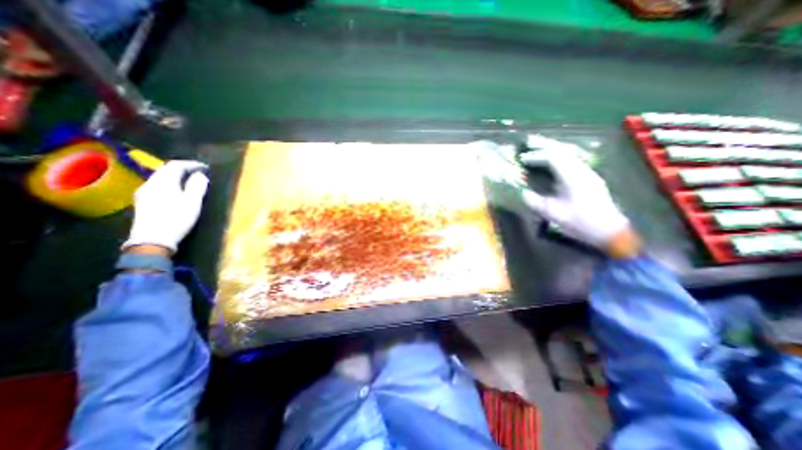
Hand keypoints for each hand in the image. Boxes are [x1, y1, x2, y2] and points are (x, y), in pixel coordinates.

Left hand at [121, 160, 208, 252]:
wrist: (152, 239)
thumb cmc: (176, 219)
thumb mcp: (192, 202)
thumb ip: (197, 186)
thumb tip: (200, 175)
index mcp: (163, 182)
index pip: (176, 165)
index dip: (191, 164)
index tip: (205, 167)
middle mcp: (150, 184)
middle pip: (165, 170)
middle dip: (183, 169)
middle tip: (198, 173)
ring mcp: (144, 193)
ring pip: (160, 178)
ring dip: (176, 177)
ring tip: (189, 181)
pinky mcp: (143, 201)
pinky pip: (157, 186)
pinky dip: (169, 184)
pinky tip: (176, 192)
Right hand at [521, 150, 639, 258]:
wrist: (608, 230)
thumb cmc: (579, 222)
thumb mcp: (553, 214)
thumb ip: (535, 202)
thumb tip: (523, 193)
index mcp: (572, 177)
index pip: (553, 158)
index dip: (536, 156)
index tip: (523, 159)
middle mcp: (582, 170)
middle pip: (562, 150)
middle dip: (545, 145)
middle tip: (529, 141)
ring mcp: (588, 173)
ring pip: (569, 154)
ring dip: (552, 150)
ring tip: (539, 149)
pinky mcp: (590, 178)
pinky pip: (572, 161)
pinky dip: (559, 157)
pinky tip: (552, 163)